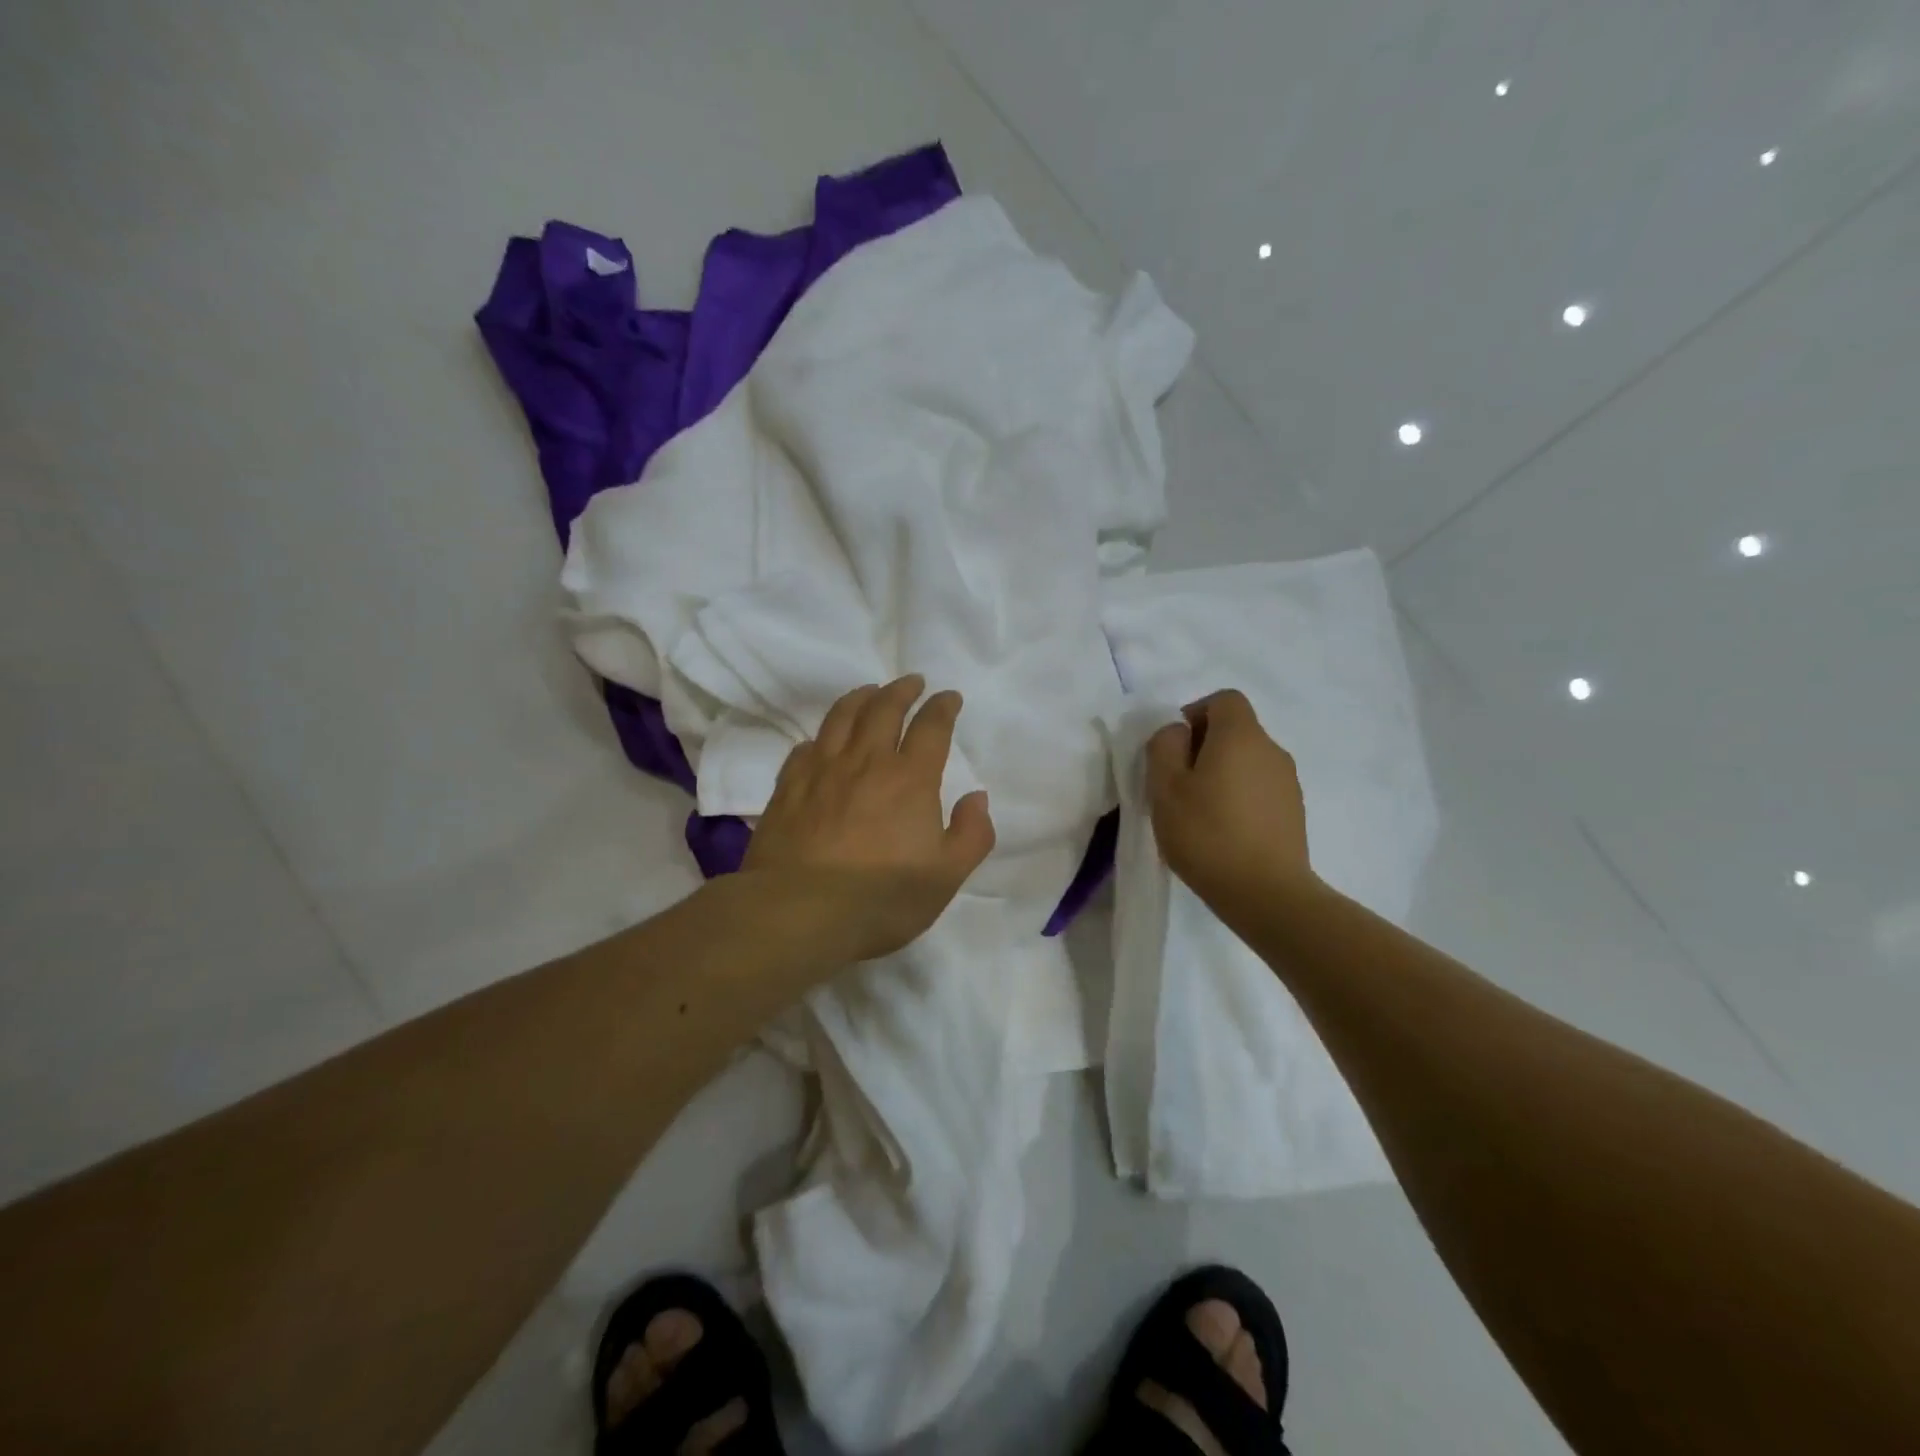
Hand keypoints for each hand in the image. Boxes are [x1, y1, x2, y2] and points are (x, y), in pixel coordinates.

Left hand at [744, 675, 995, 962]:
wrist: (800, 912)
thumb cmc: (882, 897)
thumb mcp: (946, 876)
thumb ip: (971, 834)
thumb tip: (977, 798)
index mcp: (910, 778)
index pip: (931, 727)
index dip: (942, 707)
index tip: (949, 697)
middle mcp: (866, 762)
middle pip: (884, 708)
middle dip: (901, 690)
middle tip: (911, 681)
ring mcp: (822, 771)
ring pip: (841, 717)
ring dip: (860, 697)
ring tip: (870, 691)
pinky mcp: (788, 787)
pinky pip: (805, 747)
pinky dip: (821, 736)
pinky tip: (822, 741)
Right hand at [1145, 689, 1316, 913]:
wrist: (1267, 894)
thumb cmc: (1207, 834)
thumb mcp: (1165, 787)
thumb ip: (1164, 747)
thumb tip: (1178, 732)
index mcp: (1241, 736)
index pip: (1224, 699)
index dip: (1196, 713)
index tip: (1175, 747)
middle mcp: (1272, 750)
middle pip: (1236, 730)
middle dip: (1204, 746)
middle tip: (1178, 783)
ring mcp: (1288, 782)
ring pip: (1248, 761)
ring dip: (1223, 774)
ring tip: (1199, 811)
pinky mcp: (1295, 812)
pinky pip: (1260, 788)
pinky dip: (1240, 797)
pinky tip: (1223, 831)